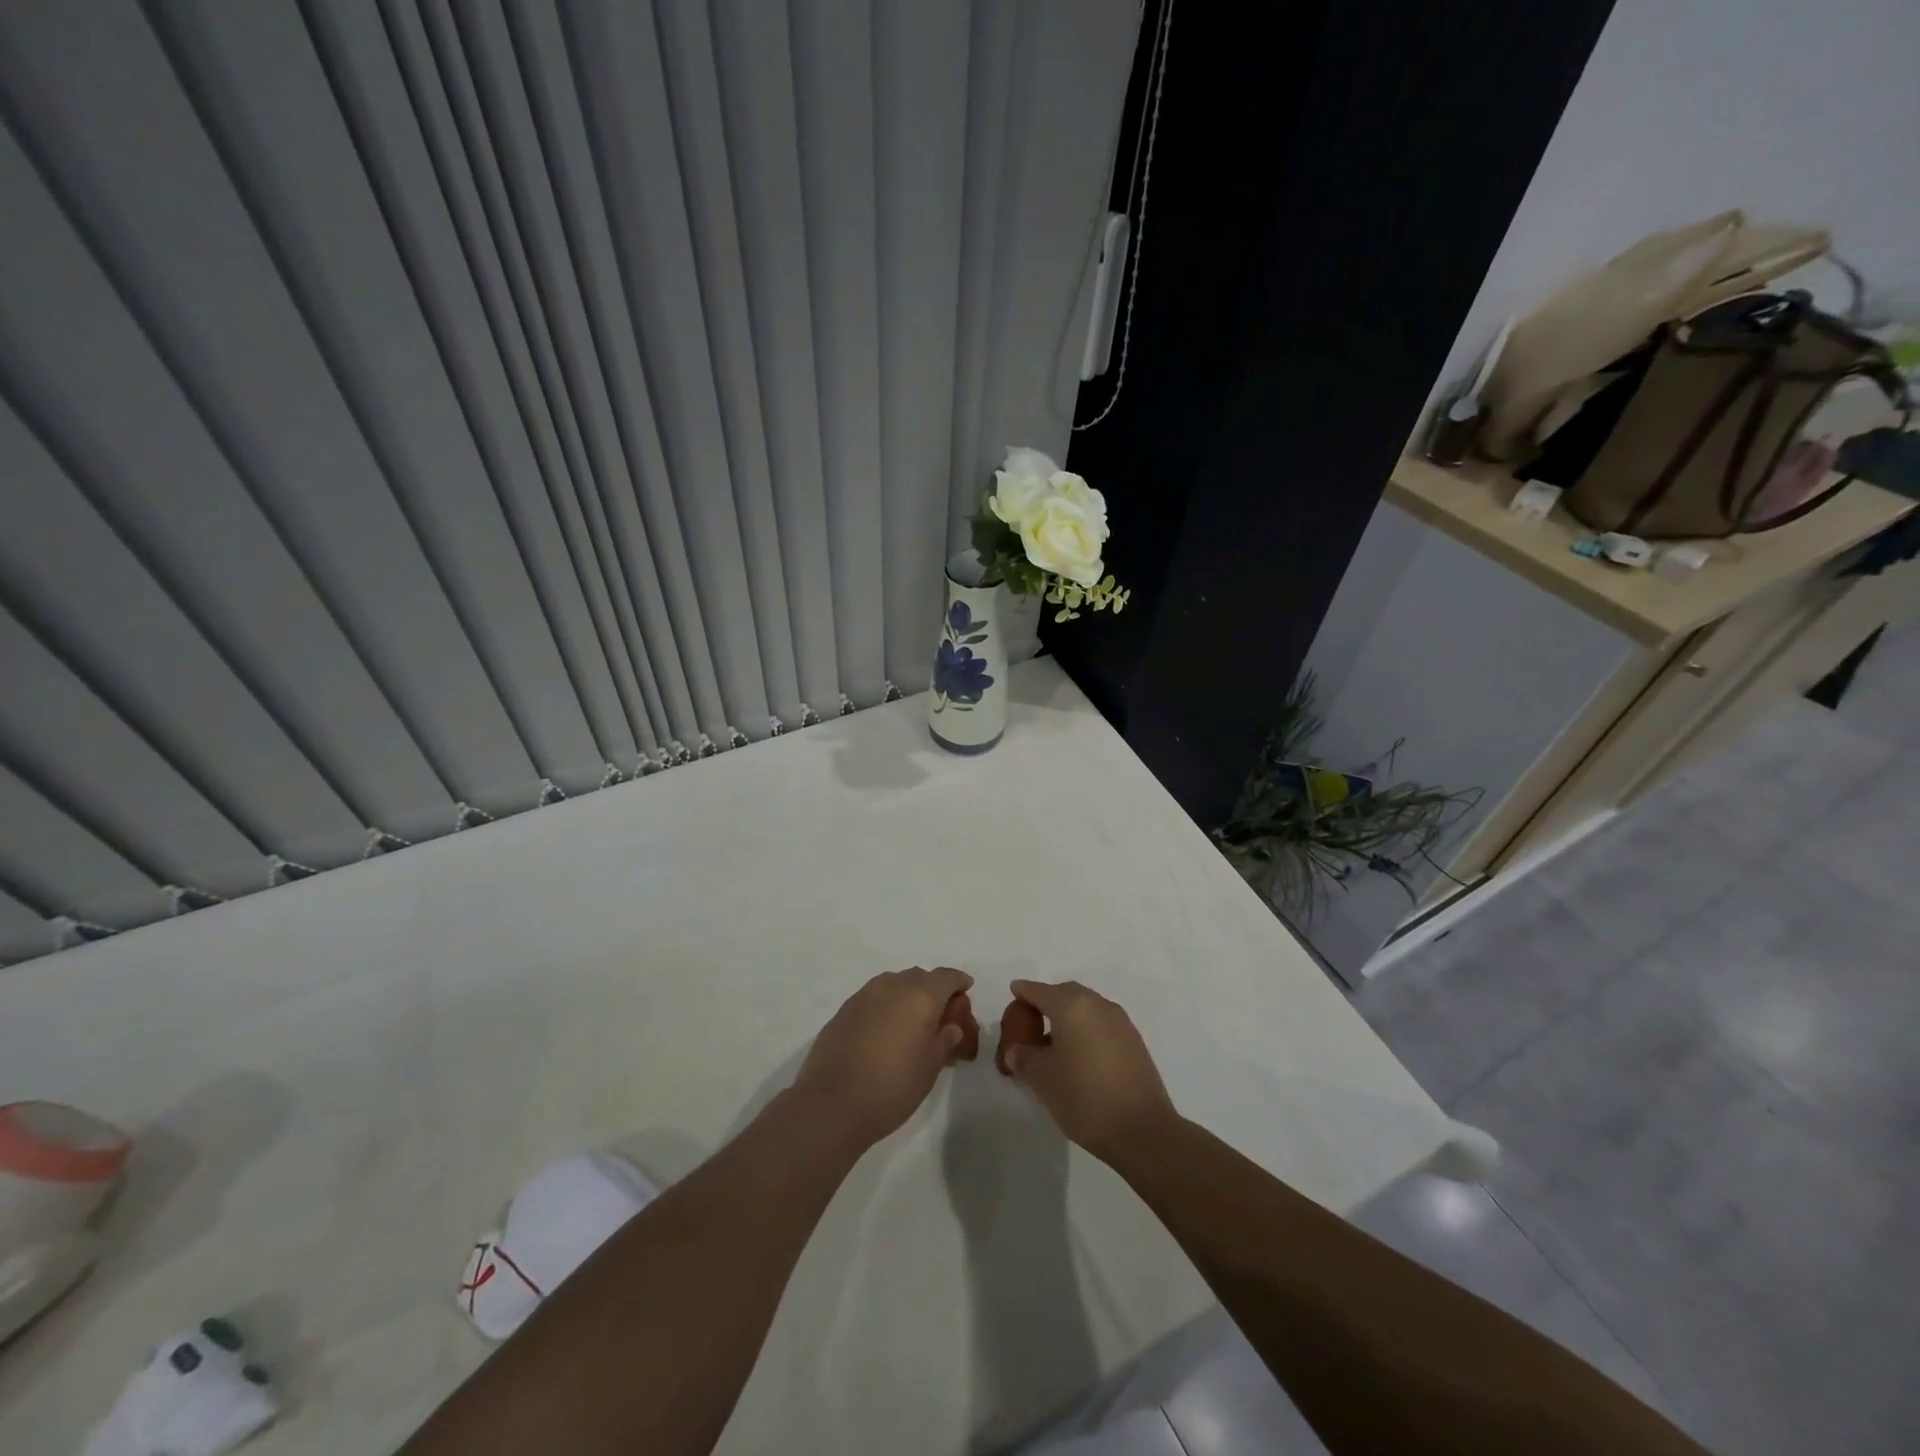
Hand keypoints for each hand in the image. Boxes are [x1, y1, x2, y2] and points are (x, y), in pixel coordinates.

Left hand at [790, 967, 973, 1148]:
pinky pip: (874, 998)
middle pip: (920, 977)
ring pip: (894, 984)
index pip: (946, 977)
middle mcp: (893, 986)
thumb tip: (951, 1027)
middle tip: (939, 1017)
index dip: (958, 982)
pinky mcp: (844, 1010)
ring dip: (907, 996)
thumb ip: (944, 1041)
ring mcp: (864, 995)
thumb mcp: (930, 1068)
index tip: (966, 990)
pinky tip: (884, 1032)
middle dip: (933, 990)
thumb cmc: (892, 1087)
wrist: (832, 1104)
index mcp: (920, 996)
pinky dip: (885, 1006)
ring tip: (911, 1025)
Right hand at [1000, 980, 1178, 1163]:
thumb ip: (1024, 1057)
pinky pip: (1102, 1023)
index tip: (1014, 992)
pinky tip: (1080, 1054)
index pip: (1040, 991)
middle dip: (1047, 1000)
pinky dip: (1086, 1028)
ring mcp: (1120, 1022)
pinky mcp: (1134, 1041)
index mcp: (1072, 1007)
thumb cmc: (1084, 1099)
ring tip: (1054, 1041)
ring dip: (1069, 1015)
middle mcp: (1097, 1005)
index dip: (1024, 991)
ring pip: (1087, 1007)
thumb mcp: (1042, 1079)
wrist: (1142, 1130)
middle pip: (1066, 993)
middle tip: (1031, 1019)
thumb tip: (1016, 1050)